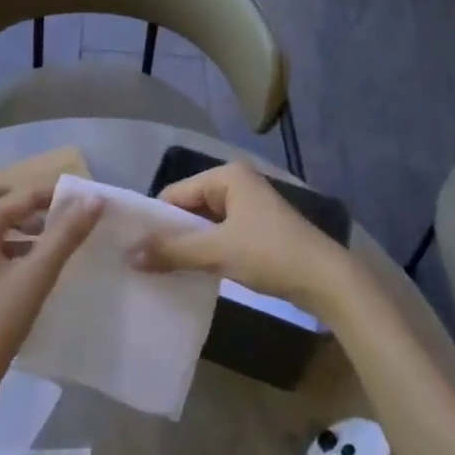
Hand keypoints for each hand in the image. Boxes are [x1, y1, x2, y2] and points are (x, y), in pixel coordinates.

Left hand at [0, 189, 101, 428]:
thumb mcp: (33, 277)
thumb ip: (64, 237)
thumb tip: (95, 200)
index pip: (23, 196)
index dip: (56, 193)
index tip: (91, 198)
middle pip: (16, 214)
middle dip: (49, 212)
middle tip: (85, 218)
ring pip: (14, 239)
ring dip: (42, 236)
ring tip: (74, 243)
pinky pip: (12, 262)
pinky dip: (33, 259)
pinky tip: (53, 274)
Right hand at [128, 162, 349, 312]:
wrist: (326, 279)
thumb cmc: (269, 253)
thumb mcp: (217, 251)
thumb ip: (173, 252)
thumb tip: (128, 255)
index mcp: (227, 175)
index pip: (176, 192)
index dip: (155, 220)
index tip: (133, 247)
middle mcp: (237, 183)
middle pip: (190, 206)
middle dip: (171, 233)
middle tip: (143, 262)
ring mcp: (249, 206)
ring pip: (205, 223)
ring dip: (188, 245)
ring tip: (162, 270)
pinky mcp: (257, 229)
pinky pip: (220, 234)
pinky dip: (206, 251)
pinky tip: (192, 272)